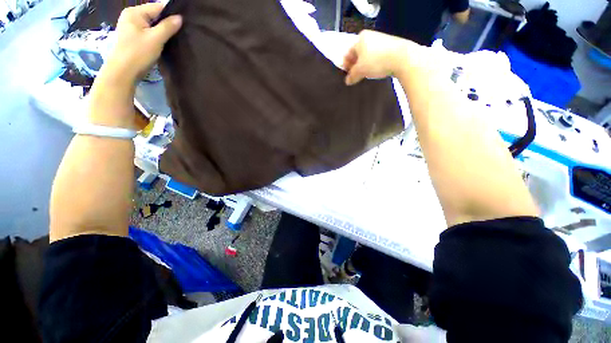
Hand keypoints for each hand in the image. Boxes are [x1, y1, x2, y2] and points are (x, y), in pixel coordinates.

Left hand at [103, 3, 181, 83]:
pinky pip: (148, 33)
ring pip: (152, 25)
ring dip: (162, 32)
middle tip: (179, 34)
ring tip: (172, 39)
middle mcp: (131, 16)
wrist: (123, 72)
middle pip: (154, 16)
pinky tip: (162, 44)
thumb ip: (168, 27)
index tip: (183, 24)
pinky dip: (156, 37)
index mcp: (134, 12)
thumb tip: (180, 17)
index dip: (171, 15)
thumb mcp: (156, 39)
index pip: (158, 7)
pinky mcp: (132, 37)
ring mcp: (130, 27)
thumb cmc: (138, 53)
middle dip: (166, 24)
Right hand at [343, 30, 420, 85]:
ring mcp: (381, 39)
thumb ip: (352, 76)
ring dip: (365, 65)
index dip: (346, 65)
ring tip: (366, 74)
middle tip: (356, 75)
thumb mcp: (360, 71)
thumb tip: (348, 81)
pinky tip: (376, 70)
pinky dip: (374, 63)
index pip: (348, 53)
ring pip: (367, 55)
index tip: (347, 75)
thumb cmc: (376, 61)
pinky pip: (377, 55)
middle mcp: (370, 36)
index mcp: (360, 38)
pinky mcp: (390, 45)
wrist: (402, 58)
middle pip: (358, 53)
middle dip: (356, 65)